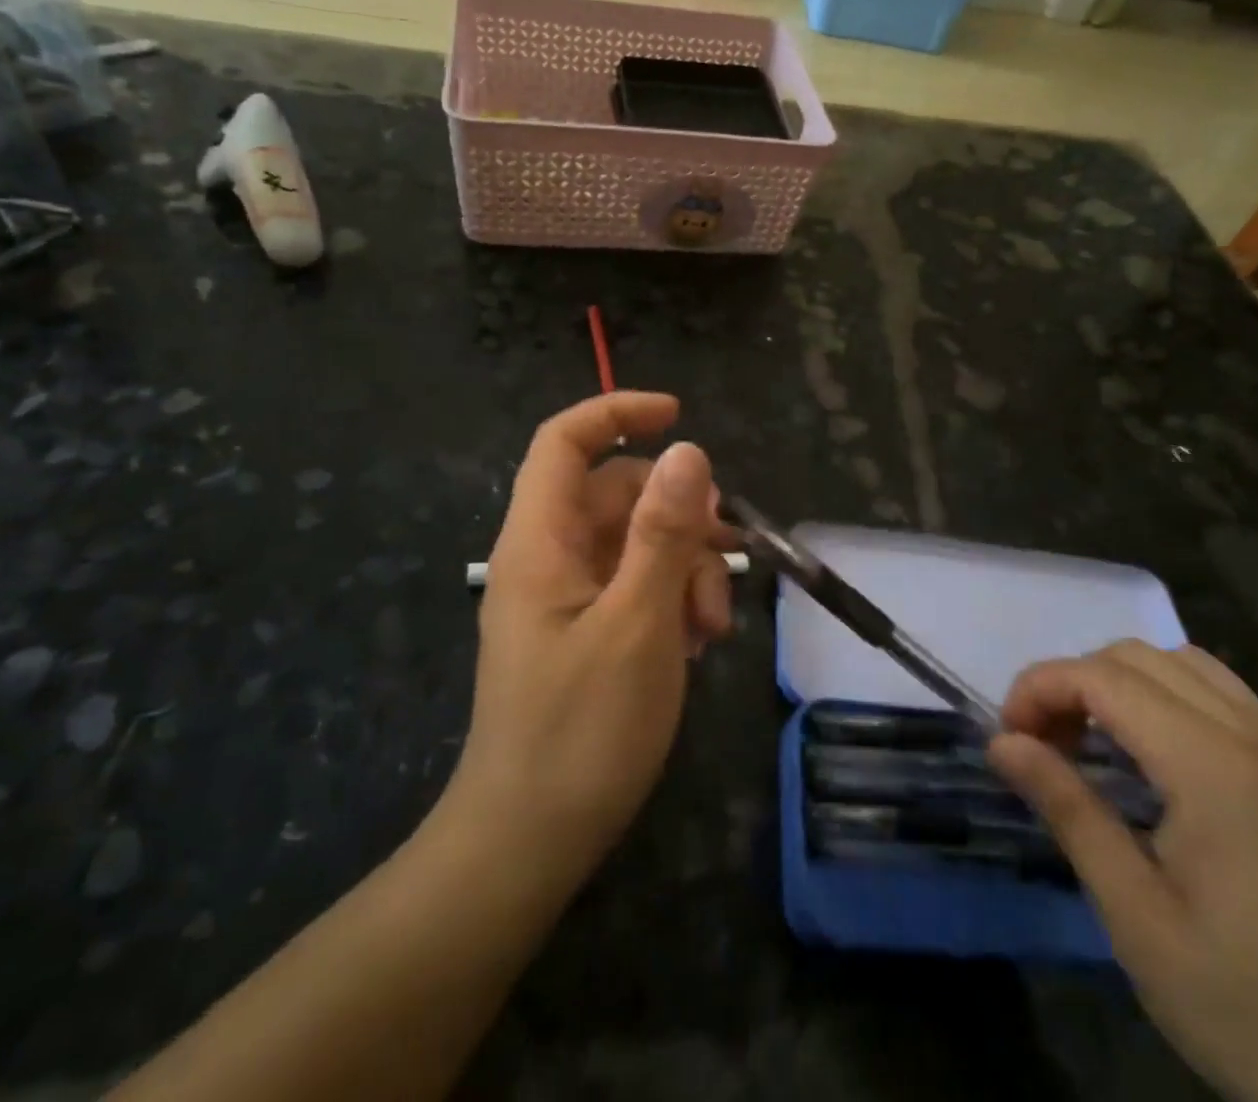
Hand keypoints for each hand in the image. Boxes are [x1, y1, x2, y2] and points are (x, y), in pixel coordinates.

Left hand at [451, 392, 731, 884]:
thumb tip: (690, 451)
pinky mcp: (584, 632)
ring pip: (635, 543)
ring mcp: (566, 597)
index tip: (680, 417)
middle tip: (728, 556)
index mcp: (541, 540)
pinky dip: (670, 599)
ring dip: (684, 567)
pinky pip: (633, 587)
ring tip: (715, 627)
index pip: (566, 442)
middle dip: (679, 514)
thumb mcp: (638, 622)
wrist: (529, 843)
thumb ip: (664, 532)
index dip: (618, 413)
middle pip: (617, 494)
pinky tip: (696, 644)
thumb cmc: (582, 731)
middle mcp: (548, 557)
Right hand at [987, 642, 1257, 1101]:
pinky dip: (1172, 702)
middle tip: (1046, 746)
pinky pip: (1228, 702)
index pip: (1102, 677)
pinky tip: (1160, 767)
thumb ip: (1068, 811)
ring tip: (1098, 747)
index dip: (1039, 689)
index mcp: (1214, 768)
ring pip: (1189, 667)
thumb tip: (1002, 742)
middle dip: (1075, 682)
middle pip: (1141, 657)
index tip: (1010, 739)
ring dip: (1124, 686)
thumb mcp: (1139, 920)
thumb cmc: (1256, 1014)